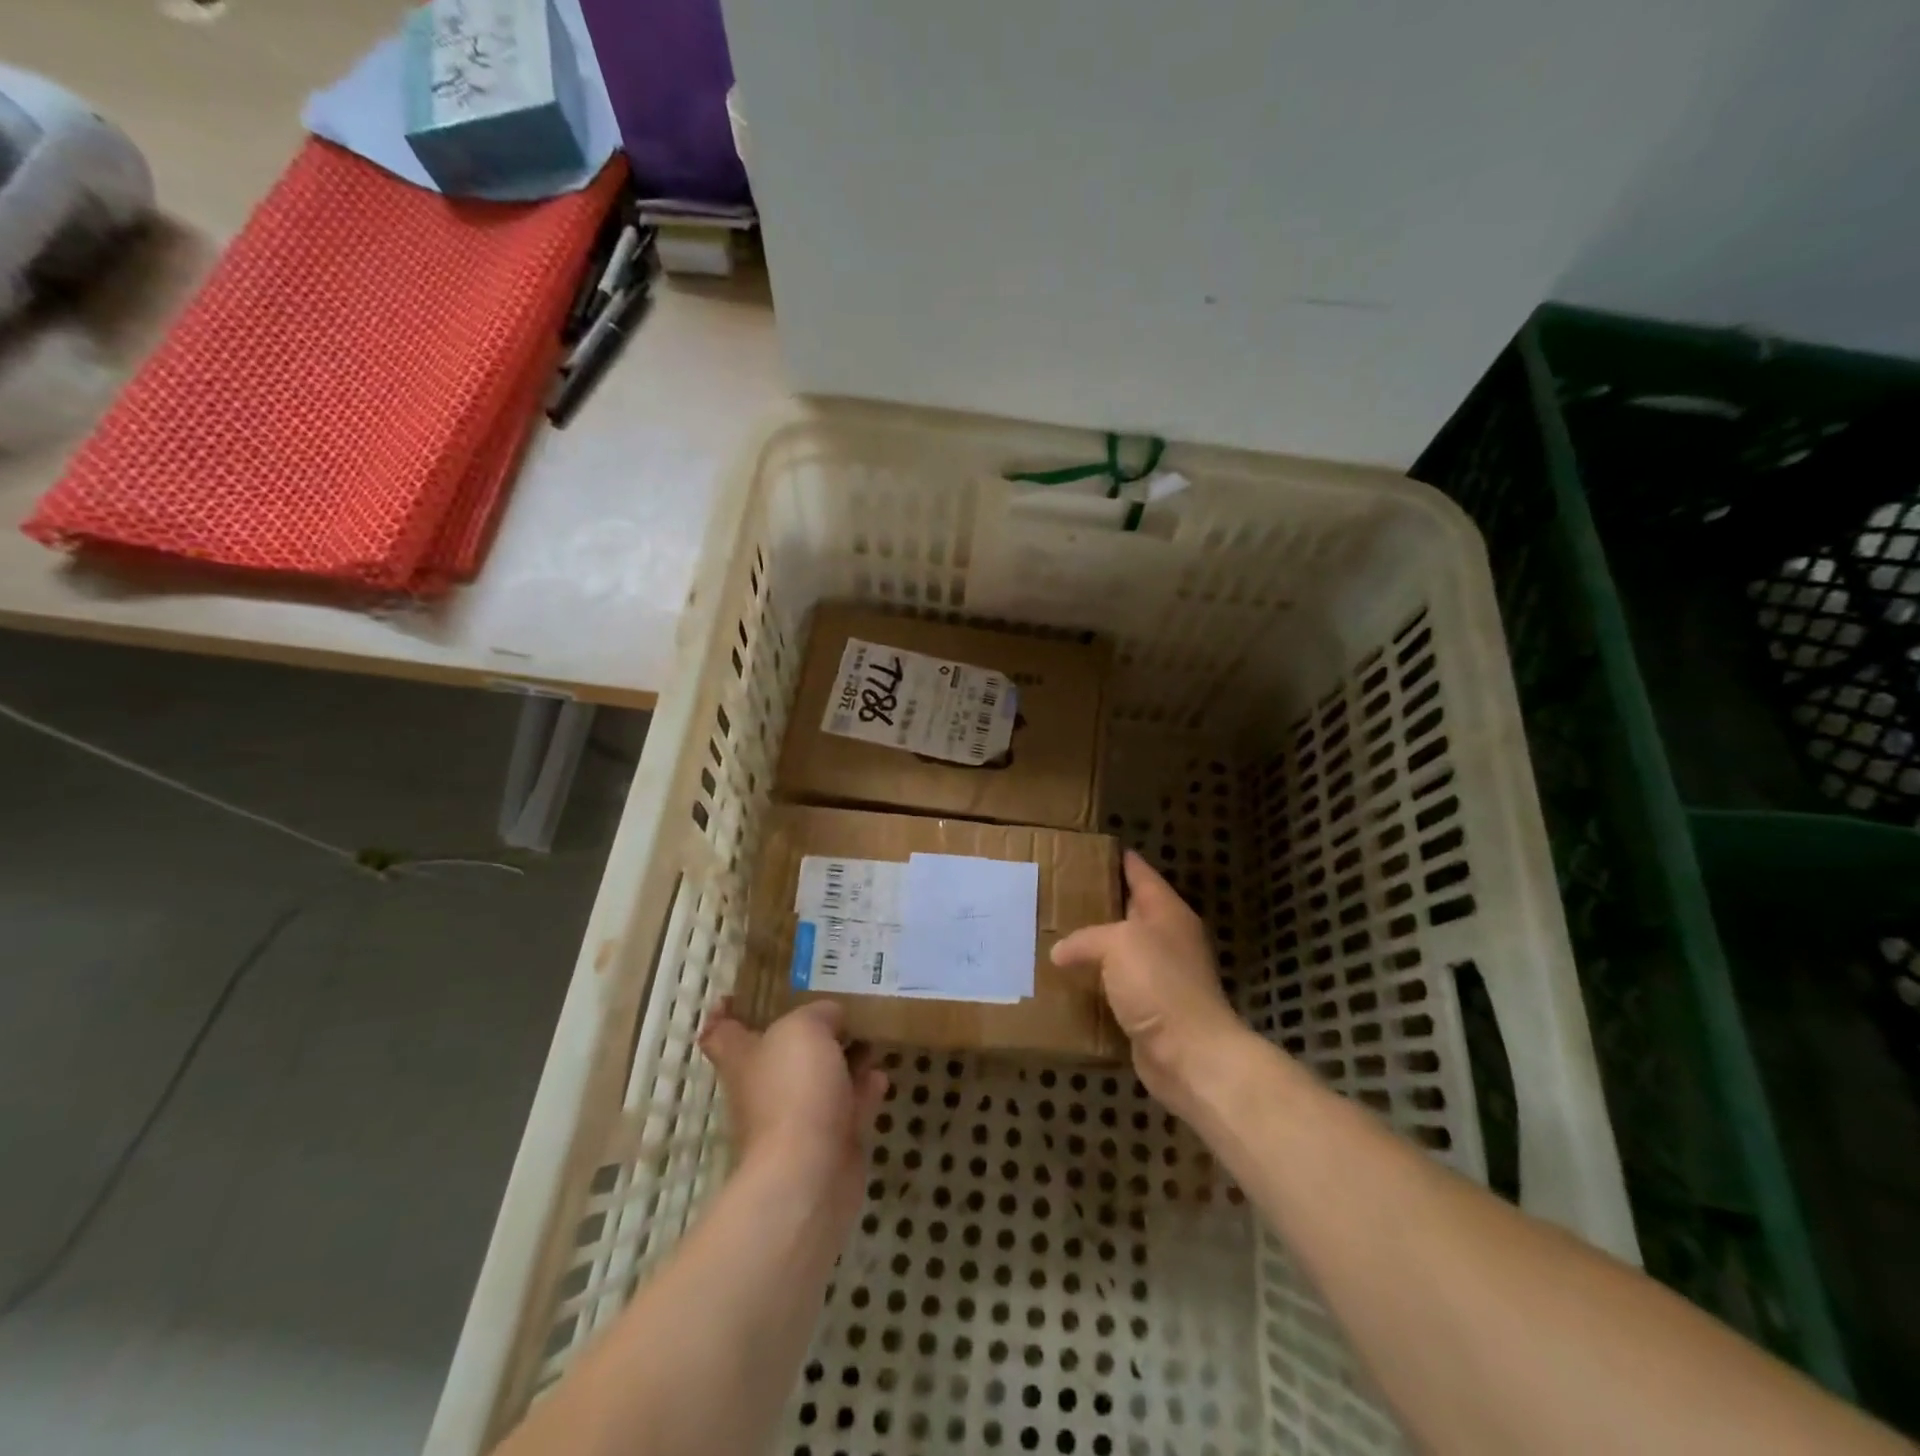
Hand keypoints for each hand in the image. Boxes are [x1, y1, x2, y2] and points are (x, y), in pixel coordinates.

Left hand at [699, 1000, 888, 1208]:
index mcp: (744, 1057)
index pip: (721, 1032)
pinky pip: (848, 1106)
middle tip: (836, 1003)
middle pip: (780, 1052)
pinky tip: (880, 1073)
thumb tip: (832, 1016)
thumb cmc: (794, 1090)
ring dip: (843, 1058)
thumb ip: (819, 1012)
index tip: (741, 994)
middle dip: (806, 1031)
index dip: (727, 1012)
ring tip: (869, 1034)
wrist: (809, 1172)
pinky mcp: (829, 1141)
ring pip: (819, 1077)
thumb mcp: (805, 1028)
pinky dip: (863, 1089)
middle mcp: (765, 1086)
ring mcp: (797, 1117)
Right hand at [1051, 850, 1249, 1119]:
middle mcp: (1167, 941)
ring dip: (1094, 948)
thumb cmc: (1160, 984)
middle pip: (1130, 913)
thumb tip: (1060, 952)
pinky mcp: (1149, 1011)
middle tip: (1061, 893)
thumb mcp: (1118, 944)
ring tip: (1055, 935)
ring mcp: (1160, 978)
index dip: (1122, 861)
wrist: (1190, 1055)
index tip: (1095, 849)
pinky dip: (1096, 984)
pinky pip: (1116, 988)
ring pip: (1121, 953)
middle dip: (1100, 904)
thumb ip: (1086, 939)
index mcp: (1167, 913)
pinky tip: (1068, 982)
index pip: (1142, 876)